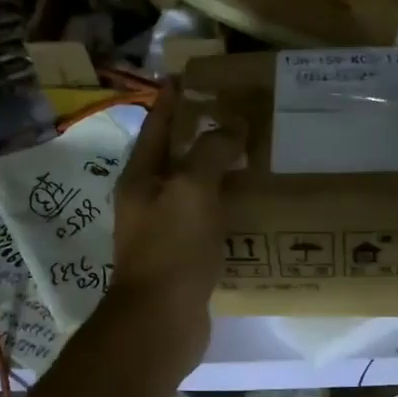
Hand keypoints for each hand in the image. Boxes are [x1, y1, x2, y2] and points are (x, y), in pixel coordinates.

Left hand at [104, 83, 246, 367]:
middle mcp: (148, 201)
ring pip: (195, 192)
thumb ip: (211, 151)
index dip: (174, 99)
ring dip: (220, 174)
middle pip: (177, 158)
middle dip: (204, 136)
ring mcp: (165, 232)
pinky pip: (208, 223)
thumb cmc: (171, 249)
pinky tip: (254, 207)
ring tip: (255, 157)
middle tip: (241, 116)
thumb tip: (232, 127)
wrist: (162, 321)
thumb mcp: (191, 189)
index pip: (158, 125)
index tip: (194, 75)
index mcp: (141, 177)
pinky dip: (228, 210)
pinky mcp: (184, 259)